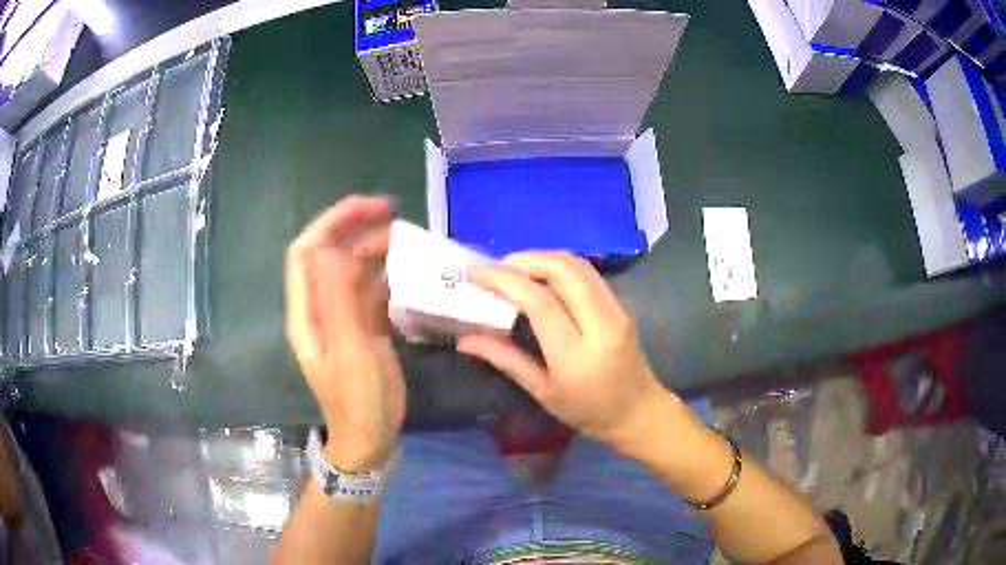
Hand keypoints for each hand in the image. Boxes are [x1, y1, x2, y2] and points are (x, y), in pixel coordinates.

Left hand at [285, 196, 404, 471]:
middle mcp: (320, 307)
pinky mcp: (362, 327)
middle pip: (329, 255)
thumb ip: (338, 297)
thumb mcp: (349, 349)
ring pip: (352, 270)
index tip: (367, 206)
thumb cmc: (358, 399)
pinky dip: (386, 275)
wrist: (371, 438)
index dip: (330, 223)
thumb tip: (331, 248)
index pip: (306, 252)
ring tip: (407, 239)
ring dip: (374, 250)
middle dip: (355, 228)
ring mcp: (342, 317)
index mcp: (307, 312)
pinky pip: (370, 290)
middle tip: (393, 213)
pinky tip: (407, 270)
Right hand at [460, 251, 682, 449]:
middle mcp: (601, 324)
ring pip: (579, 266)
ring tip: (515, 267)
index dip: (505, 280)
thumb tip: (464, 340)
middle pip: (564, 271)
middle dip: (525, 259)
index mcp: (576, 354)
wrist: (639, 412)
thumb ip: (505, 359)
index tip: (475, 272)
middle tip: (496, 266)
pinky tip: (543, 275)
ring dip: (544, 258)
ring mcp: (616, 311)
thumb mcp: (542, 392)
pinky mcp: (622, 306)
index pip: (540, 302)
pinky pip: (589, 273)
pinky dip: (561, 265)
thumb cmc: (587, 411)